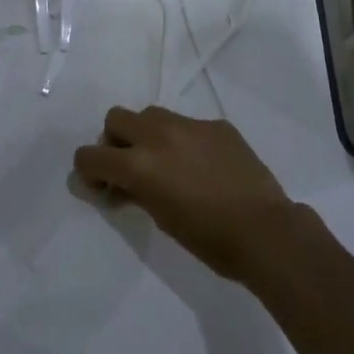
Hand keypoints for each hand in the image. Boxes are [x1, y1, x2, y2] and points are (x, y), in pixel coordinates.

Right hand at [74, 107, 295, 283]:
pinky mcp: (216, 125)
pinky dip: (184, 140)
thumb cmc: (208, 238)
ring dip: (147, 134)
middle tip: (129, 167)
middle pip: (116, 118)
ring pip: (151, 114)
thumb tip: (120, 185)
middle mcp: (158, 135)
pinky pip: (188, 124)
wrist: (265, 231)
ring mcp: (189, 125)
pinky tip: (203, 166)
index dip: (88, 170)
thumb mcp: (161, 218)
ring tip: (166, 162)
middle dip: (115, 141)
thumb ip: (136, 192)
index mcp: (139, 163)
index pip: (91, 155)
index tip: (100, 185)